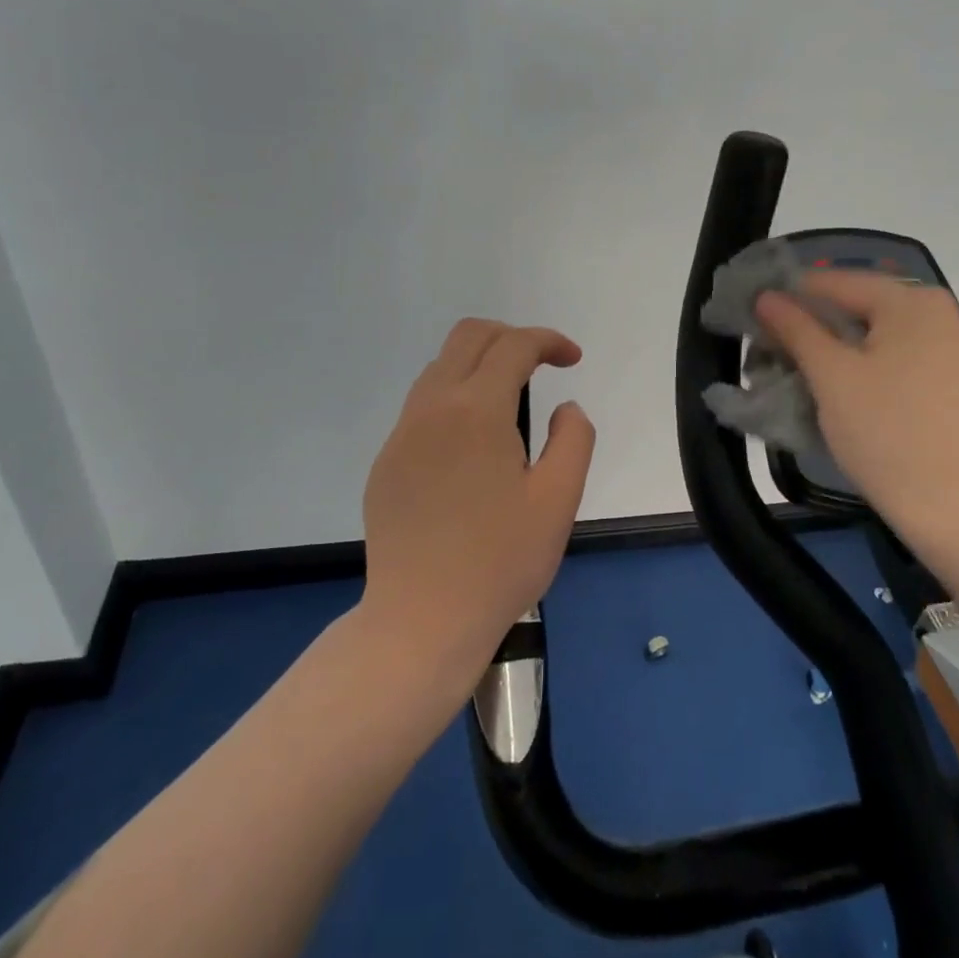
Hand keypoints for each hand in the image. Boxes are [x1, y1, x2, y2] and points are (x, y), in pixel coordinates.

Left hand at [361, 319, 595, 682]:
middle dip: (510, 337)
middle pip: (468, 338)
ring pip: (439, 370)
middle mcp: (432, 409)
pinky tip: (472, 450)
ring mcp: (401, 436)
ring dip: (479, 367)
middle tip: (541, 365)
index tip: (572, 360)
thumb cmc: (501, 560)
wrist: (422, 620)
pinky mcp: (385, 464)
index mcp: (477, 410)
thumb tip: (563, 408)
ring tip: (510, 406)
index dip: (549, 341)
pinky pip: (422, 409)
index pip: (514, 346)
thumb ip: (573, 438)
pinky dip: (454, 401)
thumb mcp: (559, 498)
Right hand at [756, 273, 958, 555]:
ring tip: (797, 364)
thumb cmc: (883, 430)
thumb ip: (796, 328)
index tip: (752, 313)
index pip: (837, 283)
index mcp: (913, 300)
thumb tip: (766, 296)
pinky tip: (837, 381)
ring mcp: (952, 346)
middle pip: (860, 305)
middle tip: (770, 345)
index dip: (790, 295)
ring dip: (836, 344)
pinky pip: (898, 354)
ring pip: (878, 332)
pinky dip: (864, 361)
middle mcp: (940, 311)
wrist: (947, 503)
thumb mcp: (830, 375)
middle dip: (813, 323)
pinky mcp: (952, 378)